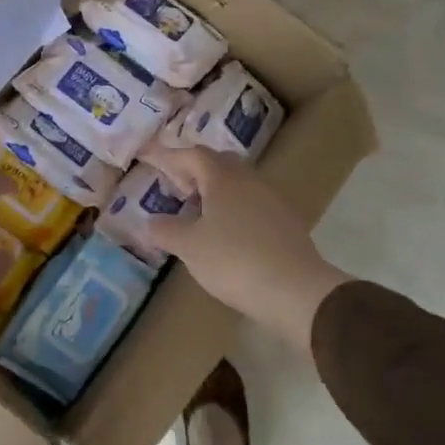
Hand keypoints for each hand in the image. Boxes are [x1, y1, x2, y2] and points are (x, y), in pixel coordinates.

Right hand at [141, 148, 349, 350]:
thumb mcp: (189, 247)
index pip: (192, 155)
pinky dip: (233, 210)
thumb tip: (150, 222)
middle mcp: (249, 181)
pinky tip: (226, 234)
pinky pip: (253, 205)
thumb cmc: (233, 260)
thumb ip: (165, 230)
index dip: (169, 155)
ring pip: (238, 184)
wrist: (295, 290)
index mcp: (223, 178)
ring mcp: (272, 201)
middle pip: (219, 164)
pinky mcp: (286, 223)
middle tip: (176, 188)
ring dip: (215, 192)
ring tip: (197, 214)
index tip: (149, 158)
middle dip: (195, 171)